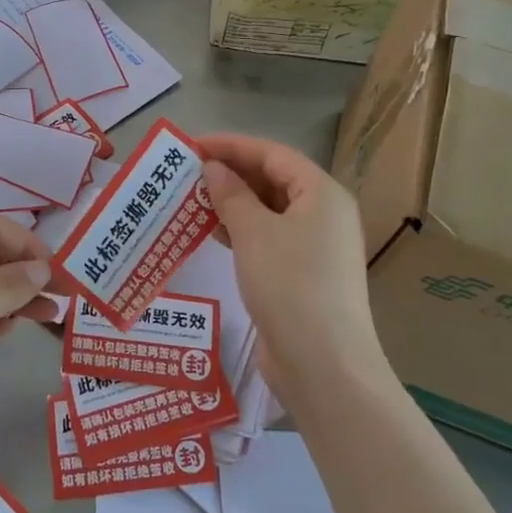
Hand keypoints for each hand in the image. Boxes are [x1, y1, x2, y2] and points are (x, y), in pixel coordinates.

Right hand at [198, 134, 384, 403]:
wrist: (324, 366)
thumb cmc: (290, 285)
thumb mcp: (254, 232)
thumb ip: (231, 194)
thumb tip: (213, 168)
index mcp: (322, 193)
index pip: (273, 154)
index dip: (232, 145)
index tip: (192, 145)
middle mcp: (323, 214)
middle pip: (273, 179)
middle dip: (230, 173)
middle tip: (187, 172)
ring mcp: (315, 247)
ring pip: (268, 210)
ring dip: (231, 202)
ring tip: (191, 198)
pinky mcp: (302, 275)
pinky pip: (268, 237)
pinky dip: (240, 230)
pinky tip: (209, 231)